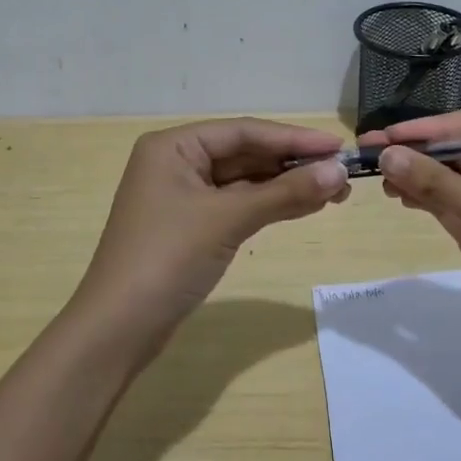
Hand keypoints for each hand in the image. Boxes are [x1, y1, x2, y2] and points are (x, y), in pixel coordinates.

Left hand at [73, 118, 350, 345]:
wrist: (118, 329)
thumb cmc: (167, 259)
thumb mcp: (228, 219)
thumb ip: (284, 193)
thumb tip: (339, 172)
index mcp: (173, 146)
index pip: (243, 131)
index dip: (293, 138)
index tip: (338, 147)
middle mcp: (175, 162)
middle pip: (244, 153)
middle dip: (292, 164)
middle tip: (342, 174)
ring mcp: (181, 196)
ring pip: (243, 181)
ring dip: (285, 185)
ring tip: (334, 192)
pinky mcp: (190, 226)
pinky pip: (236, 205)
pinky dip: (268, 205)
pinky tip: (304, 206)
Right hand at [363, 109, 460, 371]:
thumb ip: (440, 185)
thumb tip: (387, 155)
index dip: (432, 129)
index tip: (389, 134)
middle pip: (459, 149)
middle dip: (418, 151)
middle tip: (370, 150)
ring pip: (449, 177)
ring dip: (416, 174)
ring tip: (378, 176)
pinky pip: (448, 203)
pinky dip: (423, 197)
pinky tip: (398, 194)